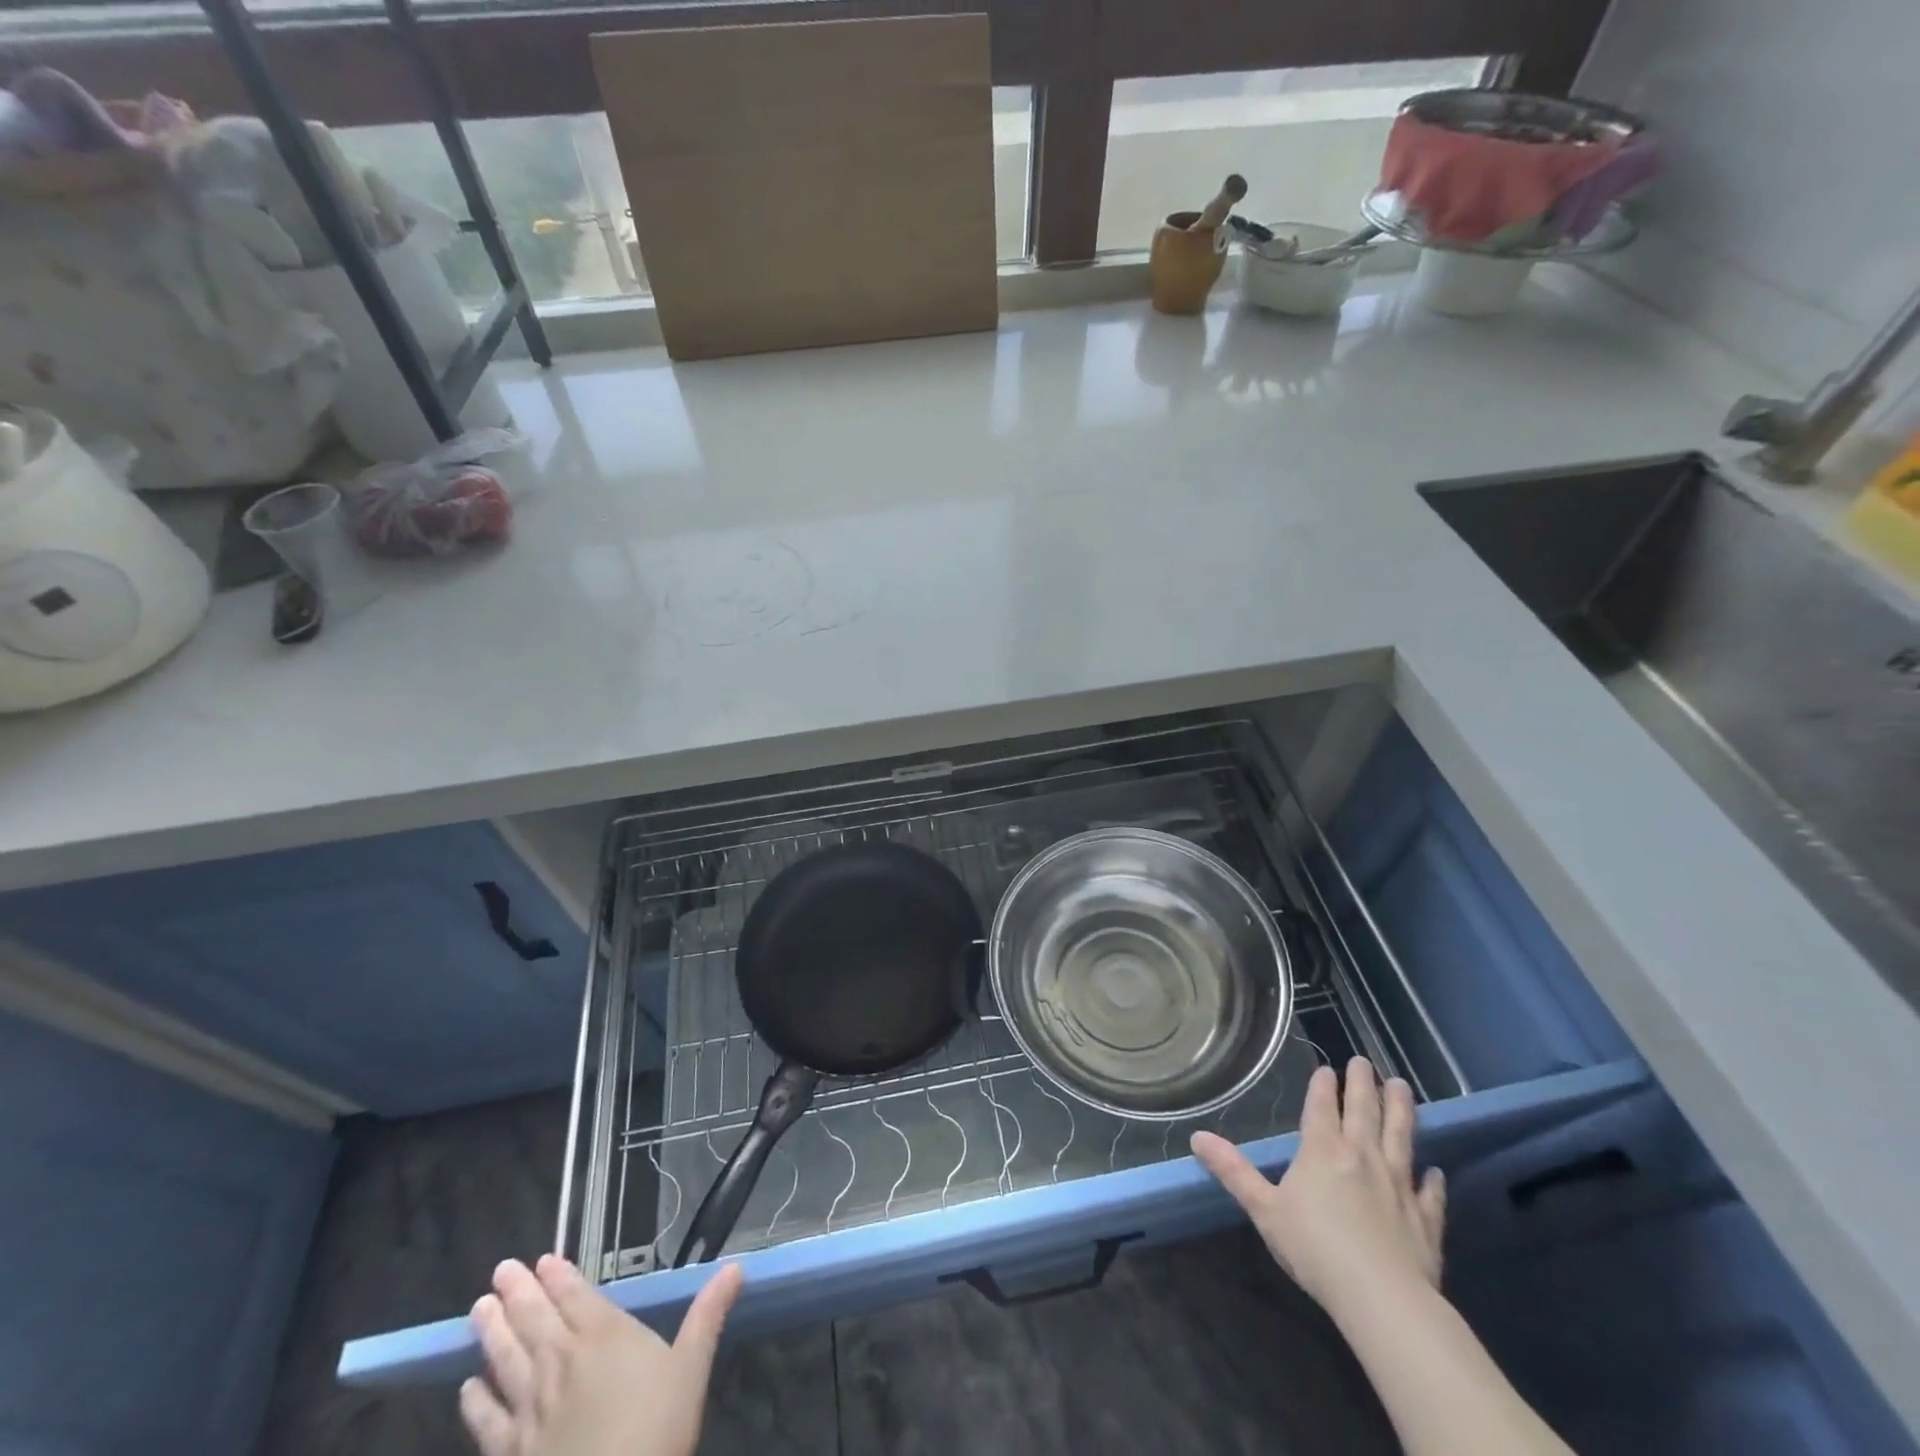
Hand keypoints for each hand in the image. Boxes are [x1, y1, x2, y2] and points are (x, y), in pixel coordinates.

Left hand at [461, 1254, 743, 1455]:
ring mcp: (529, 1408)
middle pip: (534, 1319)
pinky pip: (486, 1420)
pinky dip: (475, 1400)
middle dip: (517, 1292)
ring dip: (491, 1332)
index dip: (558, 1276)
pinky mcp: (509, 1451)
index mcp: (603, 1335)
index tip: (541, 1259)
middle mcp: (561, 1362)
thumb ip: (708, 1315)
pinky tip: (468, 1388)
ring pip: (505, 1359)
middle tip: (500, 1269)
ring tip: (478, 1309)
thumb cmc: (656, 1430)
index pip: (575, 1296)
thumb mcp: (692, 1368)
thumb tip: (735, 1266)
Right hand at [1192, 1057, 1444, 1319]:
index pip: (1322, 1106)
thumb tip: (1197, 1136)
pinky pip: (1430, 1192)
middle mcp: (1362, 1156)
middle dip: (1362, 1083)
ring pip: (1401, 1136)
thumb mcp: (1264, 1209)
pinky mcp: (1425, 1218)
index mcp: (1322, 1150)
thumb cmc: (1315, 1248)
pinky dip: (1433, 1179)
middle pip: (1364, 1111)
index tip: (1327, 1067)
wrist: (1382, 1298)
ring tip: (1402, 1086)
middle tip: (1365, 1060)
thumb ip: (1233, 1171)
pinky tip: (1436, 1170)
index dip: (1323, 1085)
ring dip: (1401, 1110)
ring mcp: (1398, 1185)